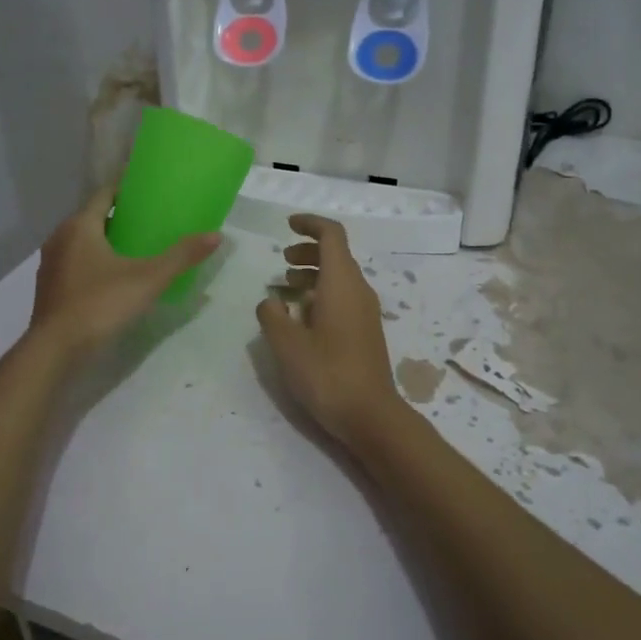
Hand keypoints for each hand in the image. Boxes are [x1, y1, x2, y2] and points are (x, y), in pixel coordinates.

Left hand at [26, 188, 219, 363]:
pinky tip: (113, 278)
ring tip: (135, 249)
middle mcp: (60, 238)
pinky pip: (75, 264)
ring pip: (82, 242)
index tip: (148, 190)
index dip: (126, 189)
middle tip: (150, 221)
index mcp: (80, 226)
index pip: (104, 194)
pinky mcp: (50, 288)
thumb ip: (181, 256)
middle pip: (93, 218)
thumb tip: (217, 235)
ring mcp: (51, 264)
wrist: (55, 349)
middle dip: (119, 217)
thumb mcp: (148, 279)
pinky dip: (94, 263)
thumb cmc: (100, 304)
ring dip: (105, 242)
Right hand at [255, 214, 402, 445]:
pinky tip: (302, 317)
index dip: (310, 224)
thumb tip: (270, 300)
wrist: (370, 415)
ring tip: (286, 288)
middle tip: (282, 263)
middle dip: (308, 251)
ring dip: (313, 274)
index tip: (288, 225)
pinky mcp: (366, 332)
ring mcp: (366, 312)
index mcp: (342, 283)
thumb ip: (271, 316)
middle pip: (336, 255)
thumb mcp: (287, 344)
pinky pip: (344, 298)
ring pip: (340, 278)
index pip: (332, 235)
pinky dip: (322, 294)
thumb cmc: (327, 374)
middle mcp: (358, 290)